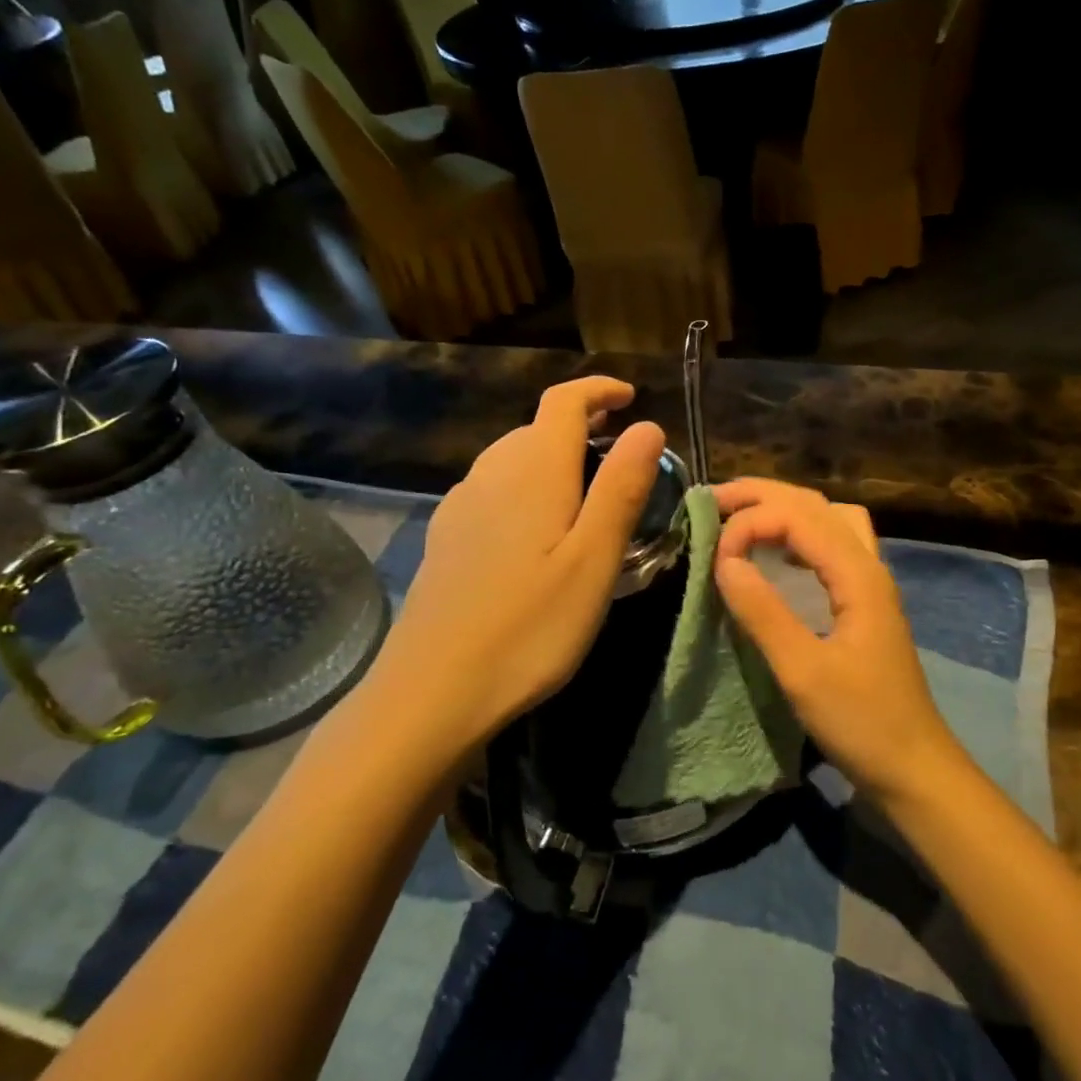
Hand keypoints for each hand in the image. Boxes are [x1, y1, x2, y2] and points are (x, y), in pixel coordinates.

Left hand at [373, 377, 663, 758]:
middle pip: (536, 427)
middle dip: (580, 423)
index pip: (563, 402)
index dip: (598, 390)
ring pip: (512, 457)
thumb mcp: (594, 560)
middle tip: (620, 449)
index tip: (631, 396)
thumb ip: (621, 488)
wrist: (432, 690)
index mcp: (533, 473)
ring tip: (585, 485)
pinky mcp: (448, 539)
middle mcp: (491, 476)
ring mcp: (461, 507)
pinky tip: (535, 525)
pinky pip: (492, 487)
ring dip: (552, 454)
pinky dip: (525, 483)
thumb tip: (648, 426)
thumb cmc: (530, 628)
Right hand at [712, 479, 966, 807]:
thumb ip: (763, 612)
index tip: (713, 553)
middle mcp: (868, 566)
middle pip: (817, 505)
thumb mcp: (803, 672)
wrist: (914, 766)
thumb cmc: (862, 722)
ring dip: (785, 510)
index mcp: (858, 575)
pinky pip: (831, 548)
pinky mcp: (864, 603)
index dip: (752, 522)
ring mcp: (869, 584)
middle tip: (714, 500)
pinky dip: (798, 537)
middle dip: (764, 495)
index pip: (800, 517)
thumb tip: (724, 560)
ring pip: (828, 521)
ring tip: (742, 518)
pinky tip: (776, 556)